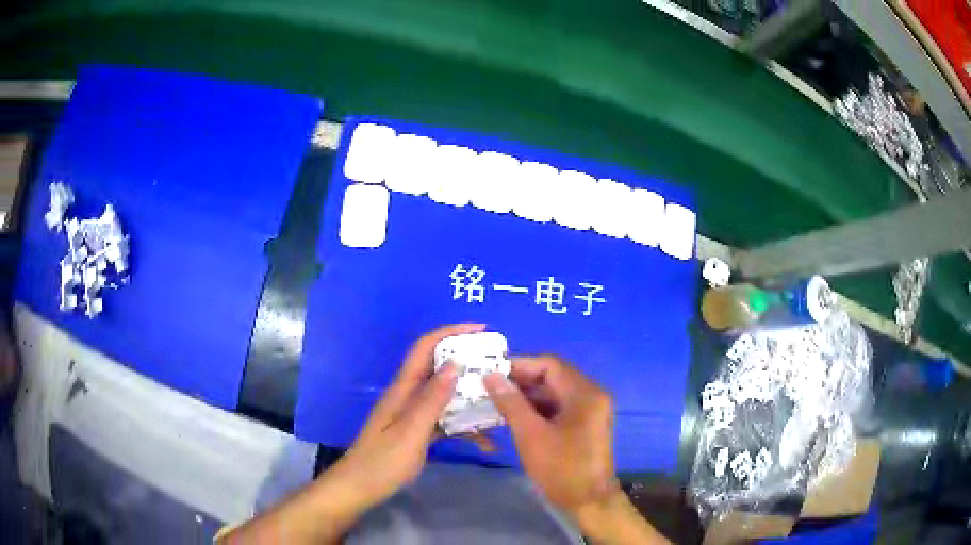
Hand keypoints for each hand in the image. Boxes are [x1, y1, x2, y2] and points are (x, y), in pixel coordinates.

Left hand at [331, 323, 484, 507]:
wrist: (360, 487)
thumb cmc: (383, 461)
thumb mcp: (411, 431)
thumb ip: (432, 399)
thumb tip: (455, 363)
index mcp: (403, 389)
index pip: (425, 347)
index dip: (451, 332)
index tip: (483, 330)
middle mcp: (409, 395)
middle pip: (439, 368)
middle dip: (468, 362)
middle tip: (499, 367)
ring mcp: (413, 414)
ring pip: (446, 396)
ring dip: (471, 397)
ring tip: (499, 403)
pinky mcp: (418, 431)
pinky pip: (446, 420)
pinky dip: (465, 425)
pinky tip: (485, 441)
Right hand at [484, 355, 617, 512]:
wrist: (589, 501)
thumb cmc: (561, 468)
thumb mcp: (531, 435)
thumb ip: (511, 403)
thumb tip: (491, 376)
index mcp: (585, 393)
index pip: (550, 364)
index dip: (520, 365)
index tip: (491, 372)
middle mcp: (592, 395)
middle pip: (553, 377)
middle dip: (521, 381)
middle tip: (490, 387)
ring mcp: (591, 411)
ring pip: (555, 393)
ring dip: (528, 396)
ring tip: (497, 402)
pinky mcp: (585, 425)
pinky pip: (560, 407)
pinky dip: (538, 409)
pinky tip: (515, 417)